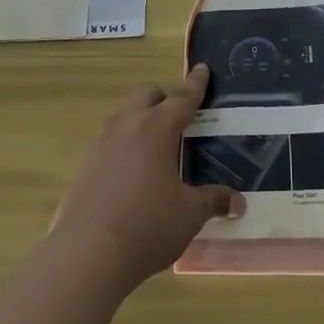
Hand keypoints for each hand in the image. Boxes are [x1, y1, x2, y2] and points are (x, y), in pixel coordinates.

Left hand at [50, 66, 241, 287]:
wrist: (87, 255)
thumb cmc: (148, 226)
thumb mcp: (189, 214)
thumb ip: (213, 201)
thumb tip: (238, 202)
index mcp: (156, 129)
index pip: (181, 99)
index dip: (195, 85)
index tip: (202, 68)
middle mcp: (126, 127)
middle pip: (146, 96)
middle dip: (164, 99)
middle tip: (180, 116)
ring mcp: (101, 144)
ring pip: (124, 116)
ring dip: (141, 121)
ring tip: (157, 147)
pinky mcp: (84, 166)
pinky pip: (110, 142)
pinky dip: (125, 146)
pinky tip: (133, 173)